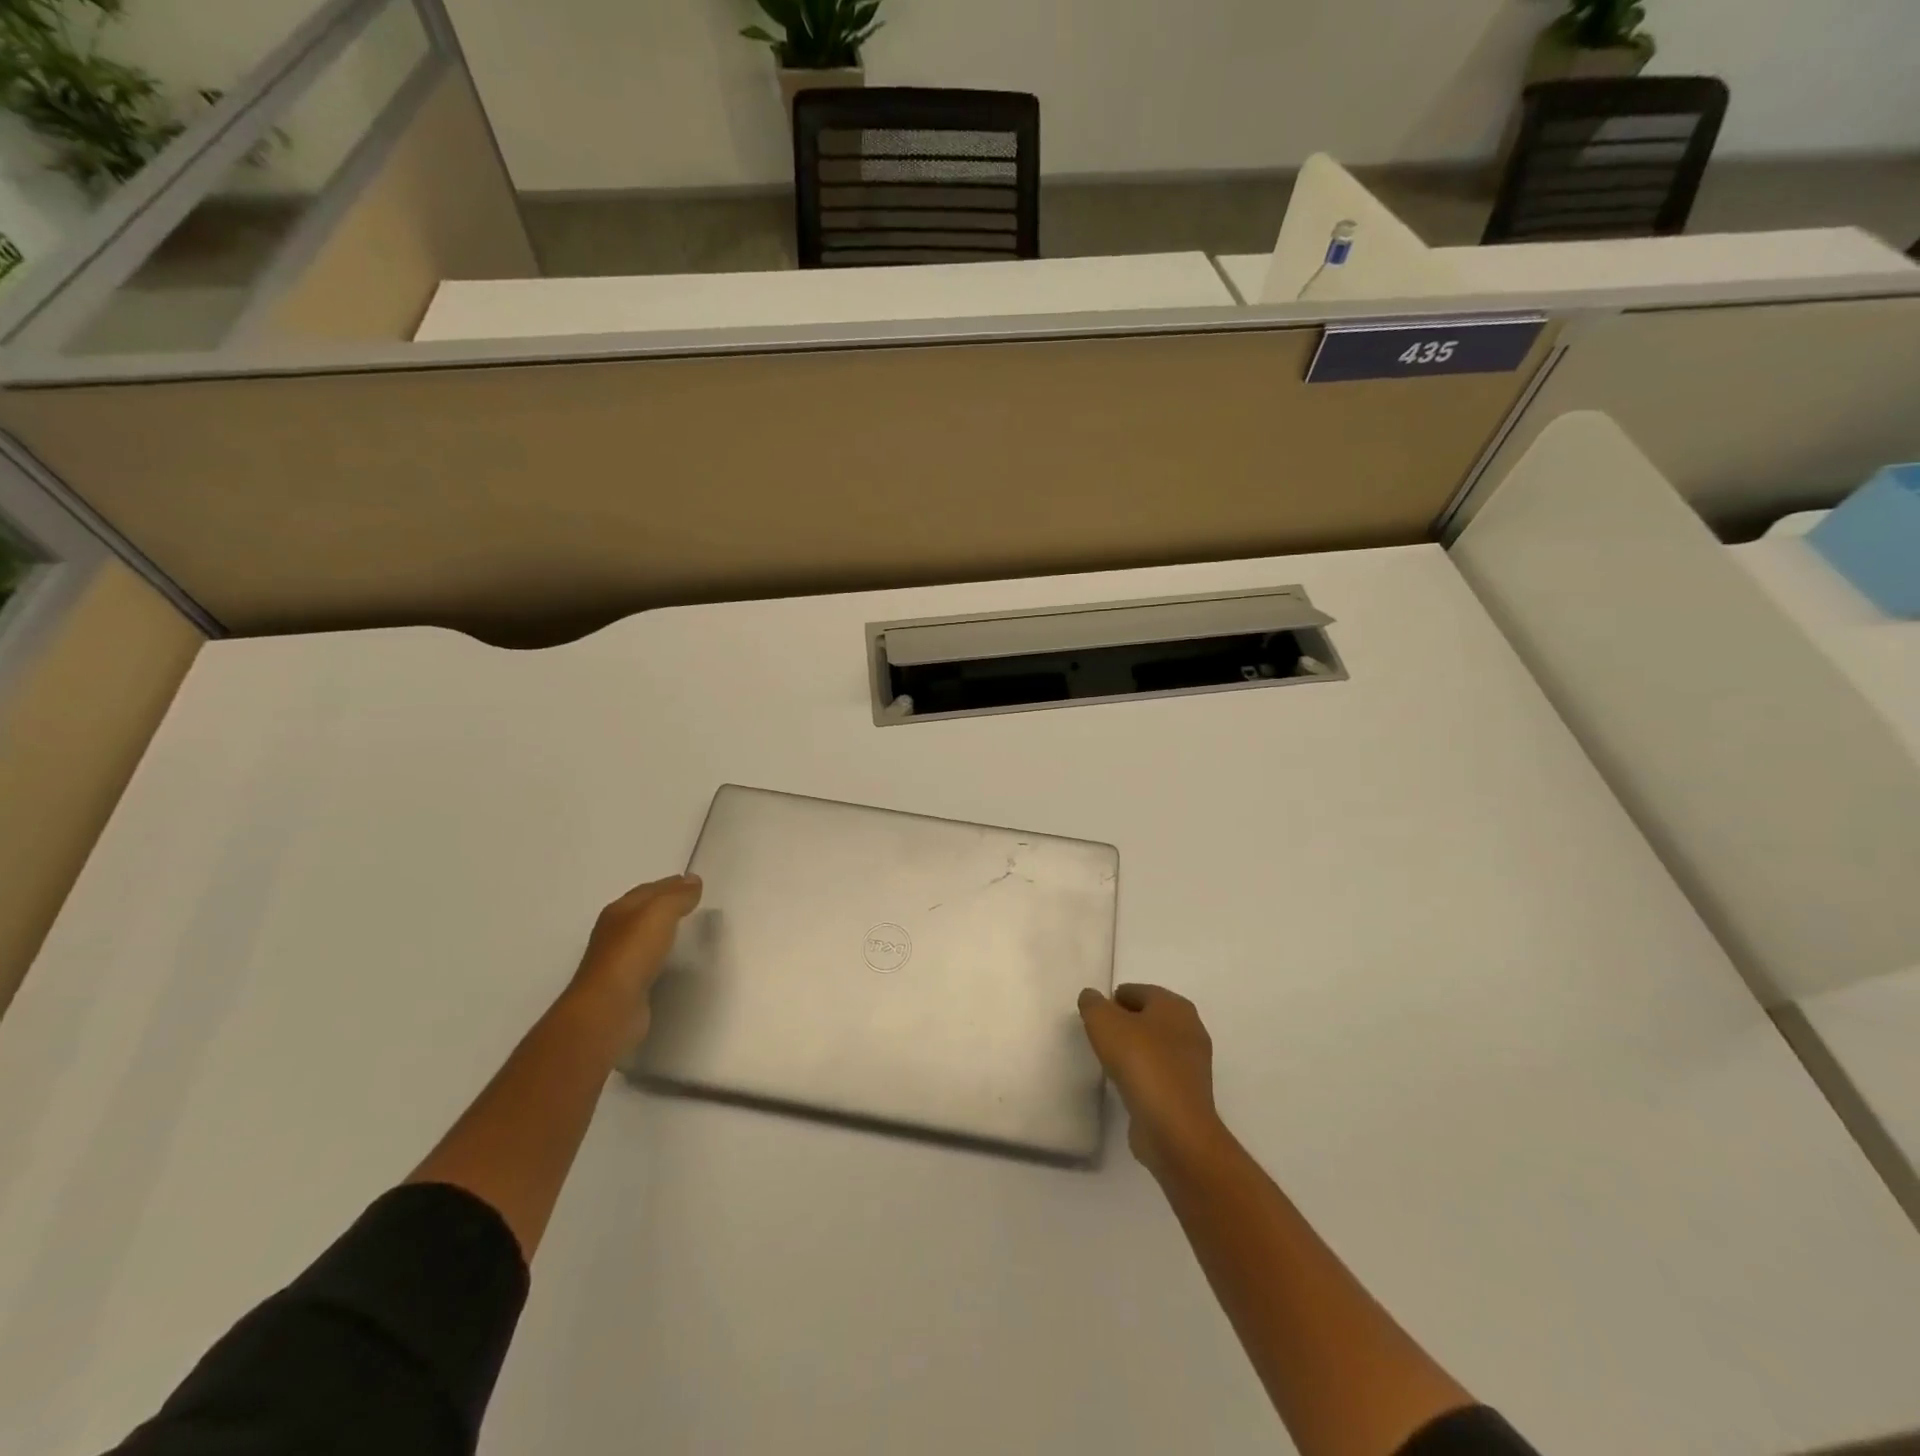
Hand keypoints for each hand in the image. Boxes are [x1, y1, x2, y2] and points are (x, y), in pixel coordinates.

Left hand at [568, 874, 702, 1047]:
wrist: (609, 1010)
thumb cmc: (632, 955)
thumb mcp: (659, 914)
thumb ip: (677, 896)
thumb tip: (693, 880)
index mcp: (619, 911)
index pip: (648, 890)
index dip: (671, 884)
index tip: (695, 883)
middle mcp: (615, 933)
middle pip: (644, 911)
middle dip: (666, 904)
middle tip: (694, 903)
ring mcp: (619, 961)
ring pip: (645, 937)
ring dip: (663, 930)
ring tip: (689, 928)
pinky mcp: (627, 986)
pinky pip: (649, 961)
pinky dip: (662, 954)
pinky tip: (674, 959)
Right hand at [1078, 983, 1227, 1176]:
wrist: (1174, 1127)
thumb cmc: (1140, 1062)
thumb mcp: (1104, 1023)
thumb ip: (1093, 1004)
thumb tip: (1091, 997)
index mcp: (1174, 1006)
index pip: (1138, 991)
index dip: (1113, 999)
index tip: (1094, 1016)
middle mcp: (1189, 1029)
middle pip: (1149, 1017)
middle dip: (1124, 1023)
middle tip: (1098, 1035)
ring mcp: (1192, 1064)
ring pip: (1155, 1046)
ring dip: (1134, 1050)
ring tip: (1108, 1059)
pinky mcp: (1188, 1094)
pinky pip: (1159, 1073)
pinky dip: (1142, 1073)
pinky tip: (1125, 1083)